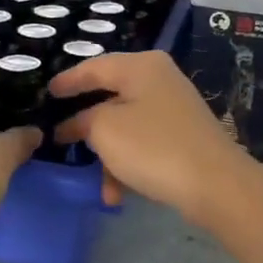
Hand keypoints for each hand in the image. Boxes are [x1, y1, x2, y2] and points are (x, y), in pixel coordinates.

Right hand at [48, 51, 262, 229]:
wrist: (217, 184)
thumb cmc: (153, 147)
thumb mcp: (105, 130)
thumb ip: (83, 120)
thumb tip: (78, 123)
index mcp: (141, 66)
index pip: (94, 67)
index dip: (67, 81)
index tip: (46, 93)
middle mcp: (159, 80)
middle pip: (111, 98)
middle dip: (87, 126)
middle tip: (61, 138)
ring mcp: (174, 109)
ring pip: (126, 127)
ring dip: (109, 157)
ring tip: (100, 187)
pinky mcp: (183, 136)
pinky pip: (144, 145)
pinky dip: (129, 165)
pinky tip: (119, 195)